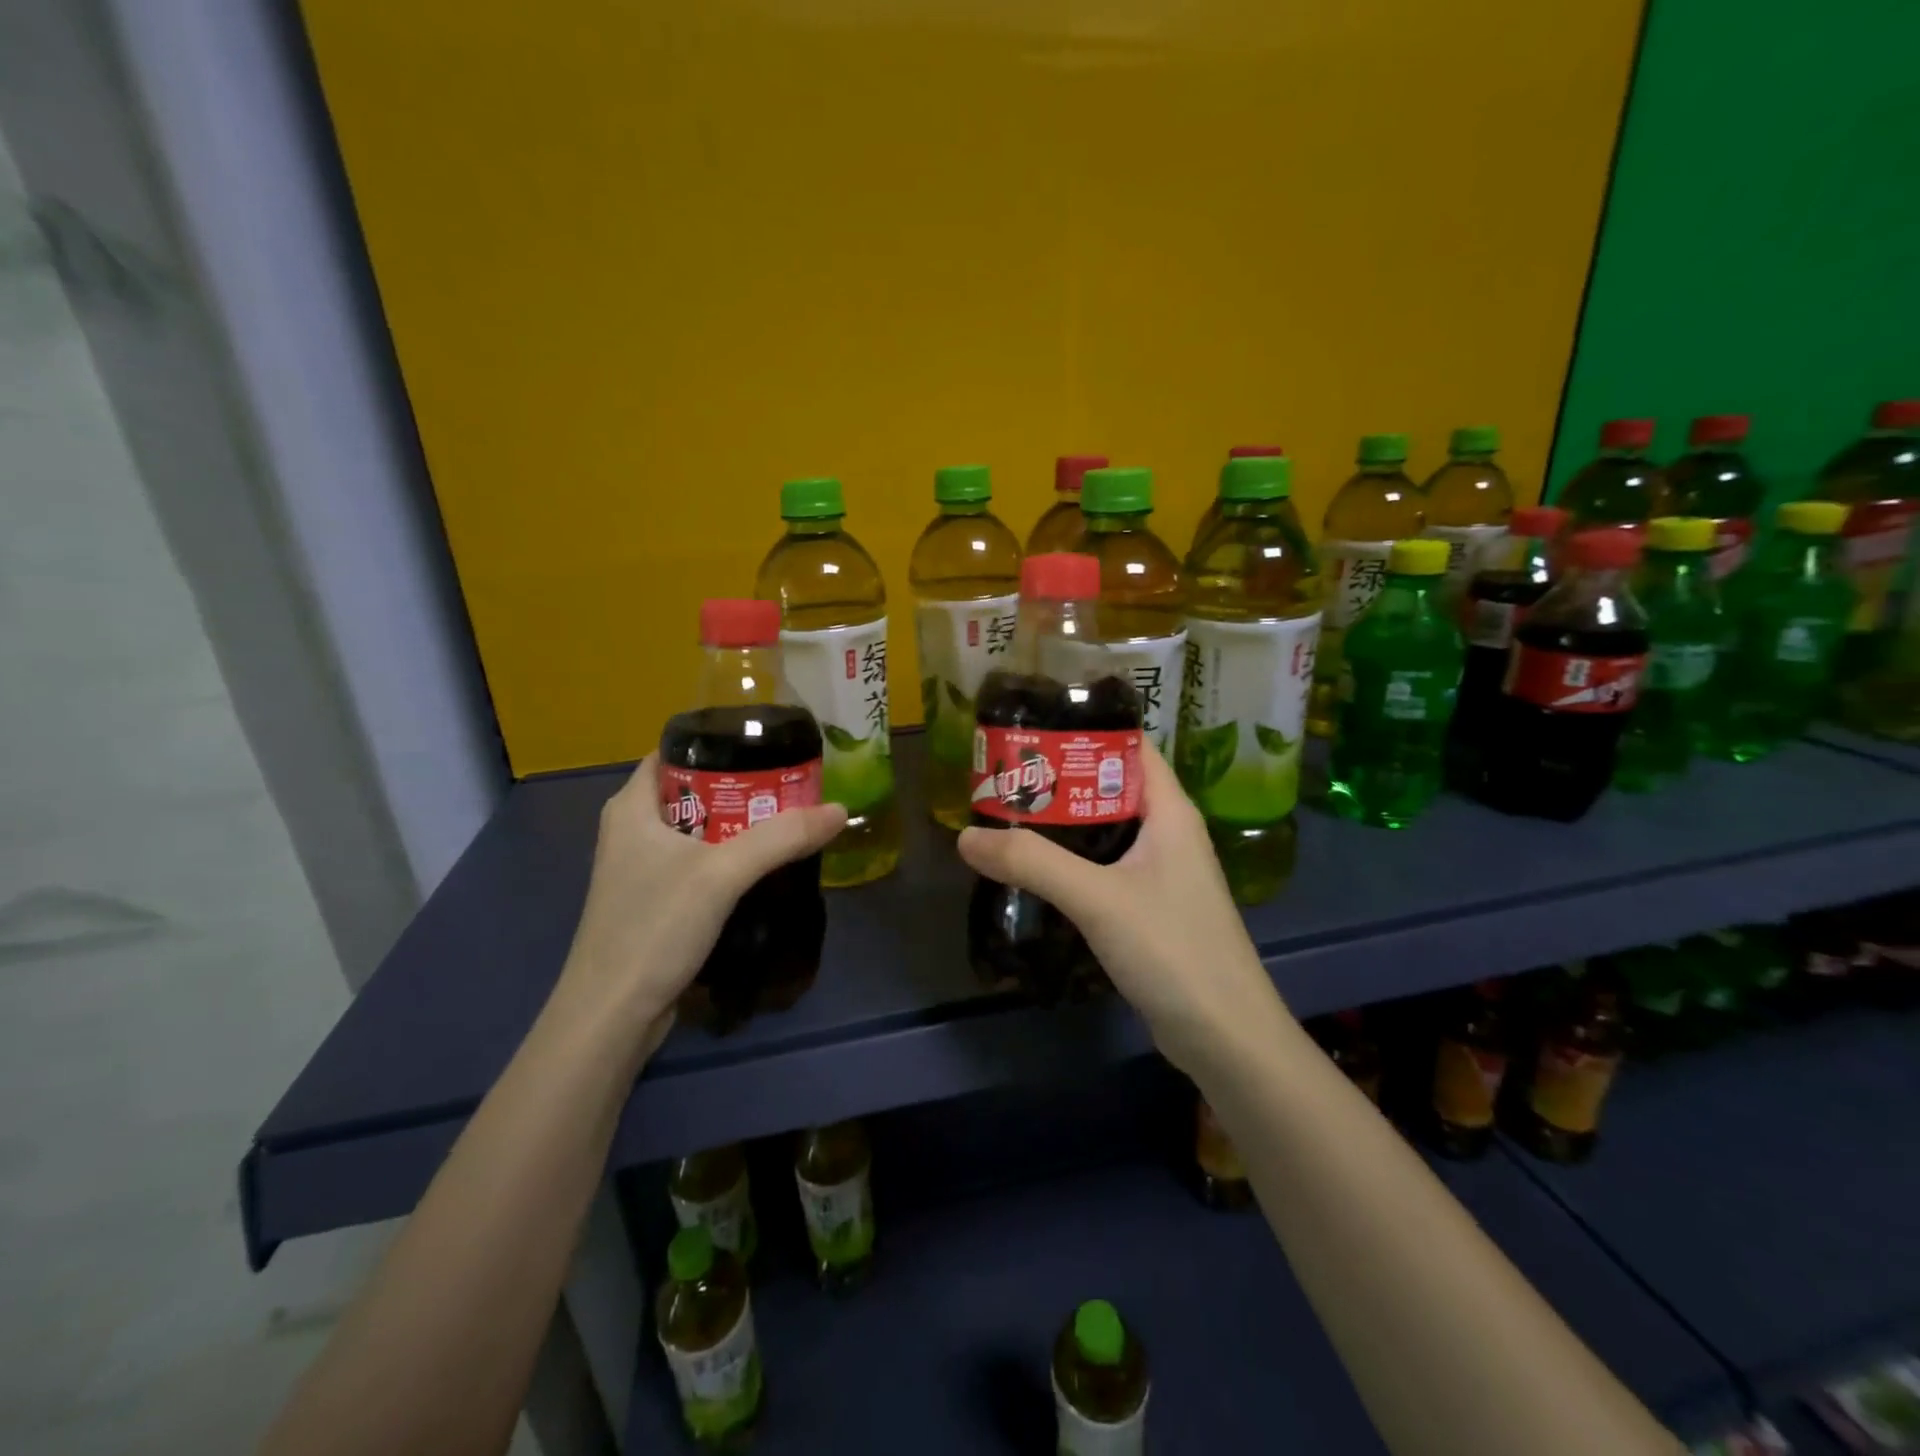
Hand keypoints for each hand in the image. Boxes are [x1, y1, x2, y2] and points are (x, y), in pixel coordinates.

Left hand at [547, 756, 846, 1052]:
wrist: (612, 1017)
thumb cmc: (653, 928)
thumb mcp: (721, 875)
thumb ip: (781, 838)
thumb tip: (840, 810)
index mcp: (631, 806)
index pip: (676, 751)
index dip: (721, 742)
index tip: (770, 745)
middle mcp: (633, 830)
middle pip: (695, 790)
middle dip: (744, 786)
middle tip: (793, 784)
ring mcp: (643, 868)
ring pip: (700, 829)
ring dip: (741, 825)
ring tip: (790, 818)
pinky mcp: (656, 901)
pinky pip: (700, 862)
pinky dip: (731, 857)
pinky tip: (766, 865)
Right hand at [957, 744, 1284, 1072]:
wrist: (1225, 1037)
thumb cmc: (1173, 950)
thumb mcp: (1098, 899)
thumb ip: (1032, 863)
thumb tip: (966, 836)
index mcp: (1169, 810)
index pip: (1128, 746)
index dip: (1084, 729)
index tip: (1031, 727)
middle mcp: (1168, 831)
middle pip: (1109, 786)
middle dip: (1060, 778)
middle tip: (1004, 775)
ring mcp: (1161, 871)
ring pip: (1105, 829)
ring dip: (1062, 822)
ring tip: (1007, 815)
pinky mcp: (1149, 906)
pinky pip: (1104, 867)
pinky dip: (1071, 860)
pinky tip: (1034, 870)